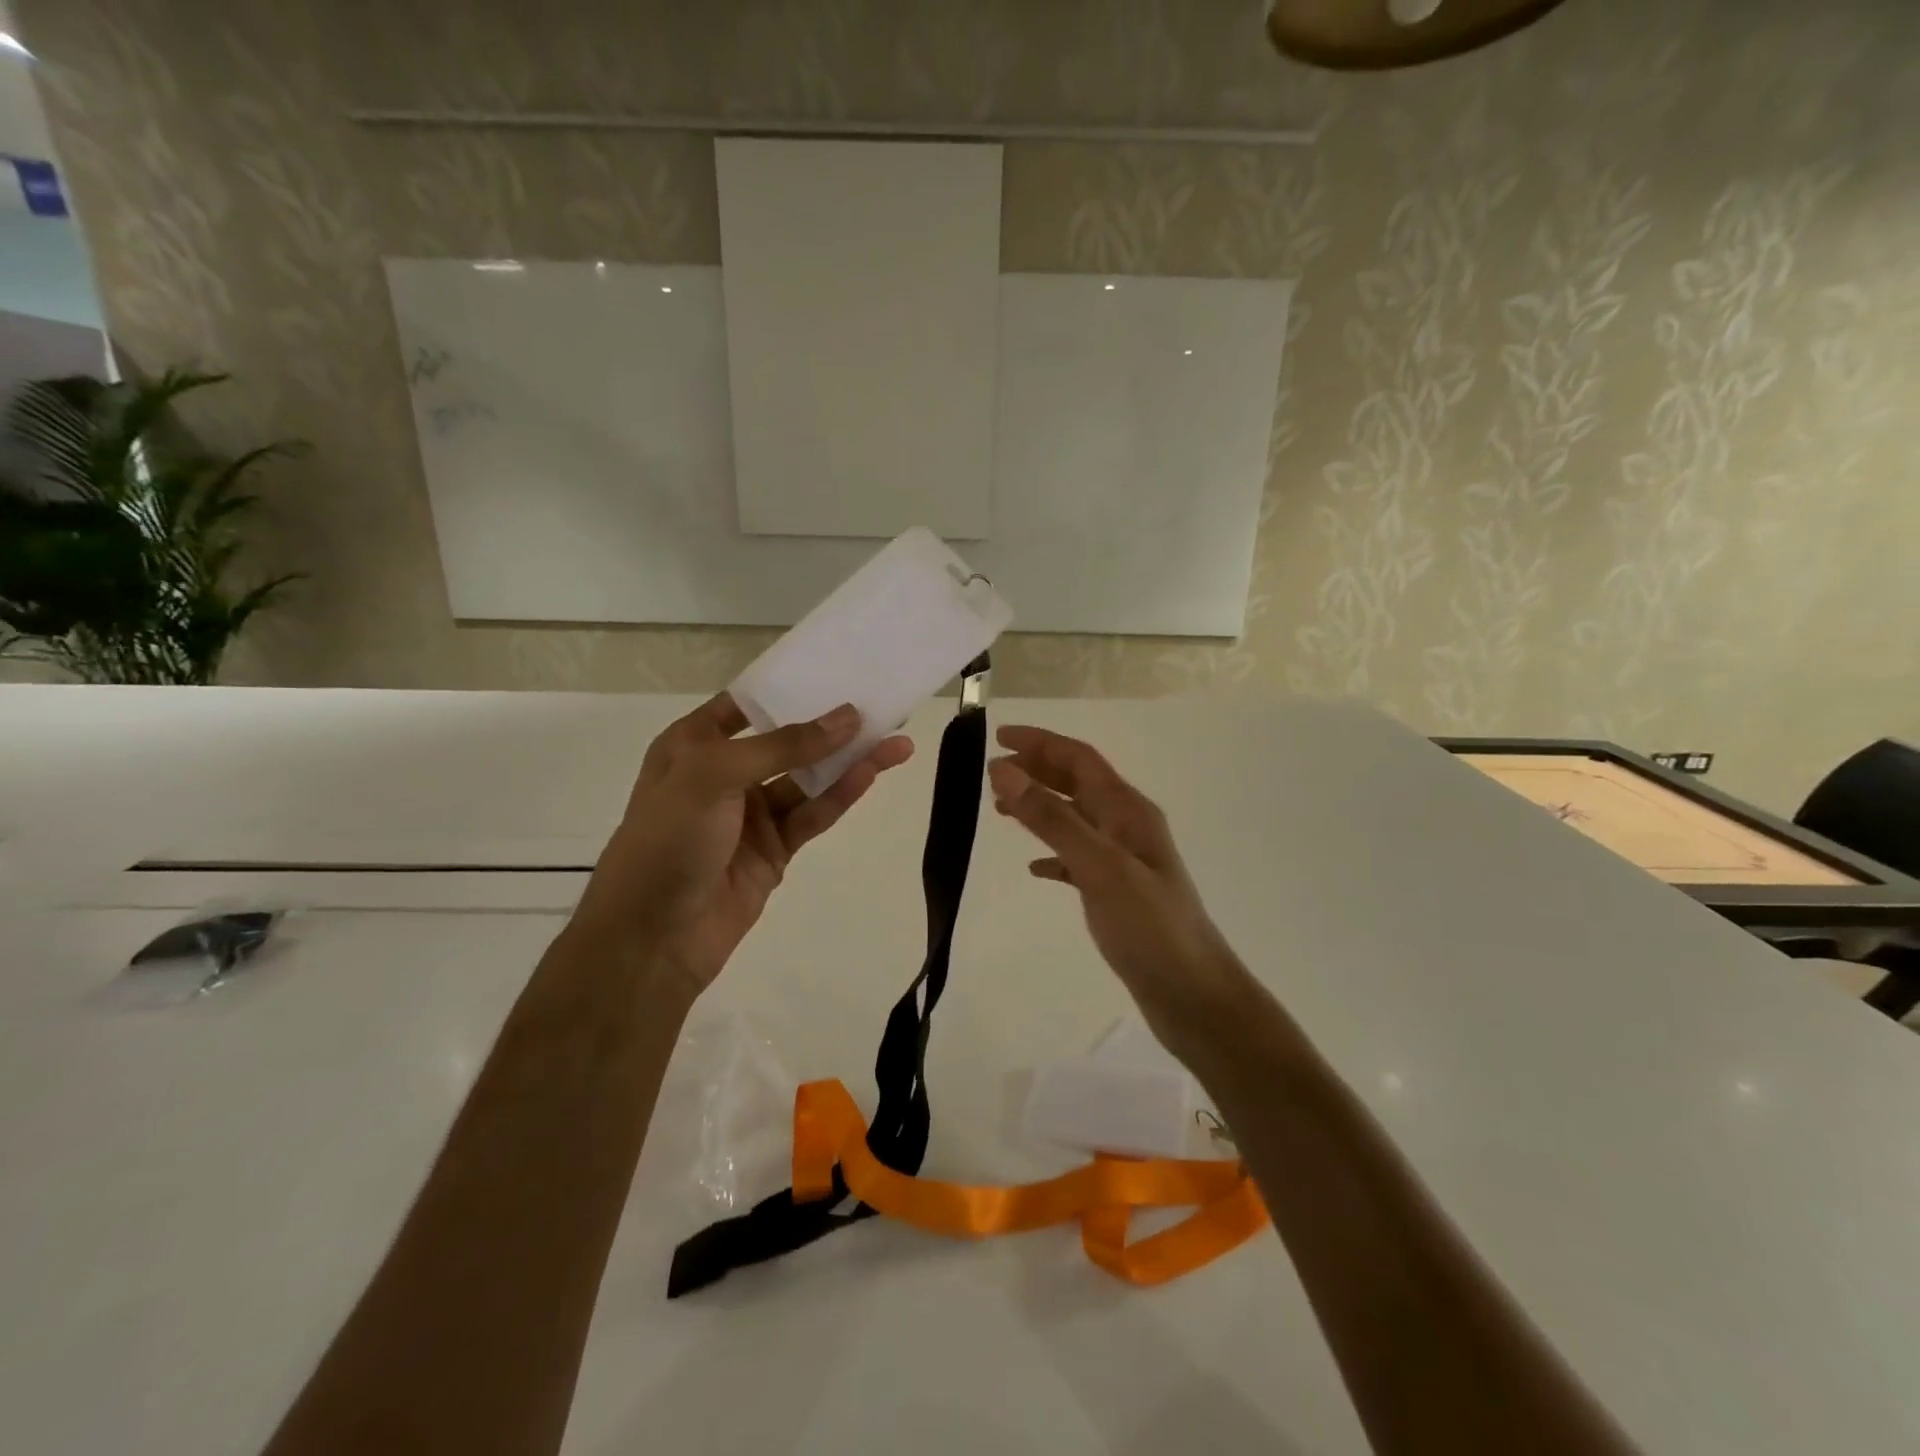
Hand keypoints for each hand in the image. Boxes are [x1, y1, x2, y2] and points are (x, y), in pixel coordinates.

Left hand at [572, 695, 912, 998]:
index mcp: (693, 744)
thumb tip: (848, 718)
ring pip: (808, 779)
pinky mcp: (775, 849)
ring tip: (896, 741)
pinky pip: (812, 814)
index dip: (789, 687)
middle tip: (880, 707)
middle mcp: (724, 773)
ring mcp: (751, 814)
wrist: (651, 939)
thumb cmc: (667, 840)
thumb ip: (783, 746)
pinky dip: (841, 795)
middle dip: (831, 726)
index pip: (747, 704)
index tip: (837, 671)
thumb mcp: (713, 776)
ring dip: (849, 761)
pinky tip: (871, 774)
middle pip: (787, 740)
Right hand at [988, 725, 1246, 1055]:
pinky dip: (1053, 854)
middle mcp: (1127, 826)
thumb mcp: (1098, 867)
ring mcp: (1123, 860)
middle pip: (1077, 783)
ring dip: (1040, 807)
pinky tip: (1034, 868)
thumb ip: (1051, 819)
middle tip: (991, 772)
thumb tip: (1003, 770)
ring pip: (1075, 818)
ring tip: (1001, 810)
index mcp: (1128, 810)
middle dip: (1036, 770)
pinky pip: (1078, 859)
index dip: (1040, 743)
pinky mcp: (1116, 893)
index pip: (1079, 759)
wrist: (1192, 995)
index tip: (997, 737)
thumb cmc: (1149, 926)